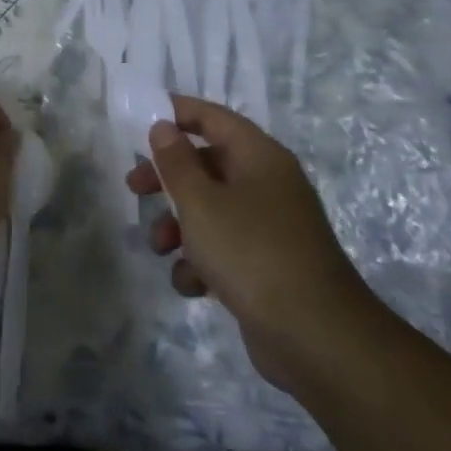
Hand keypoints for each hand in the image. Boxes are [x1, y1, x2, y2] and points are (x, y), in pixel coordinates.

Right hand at [127, 95, 383, 391]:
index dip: (176, 113)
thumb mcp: (201, 202)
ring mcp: (269, 227)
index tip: (139, 121)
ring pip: (210, 210)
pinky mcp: (266, 265)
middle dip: (167, 179)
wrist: (315, 337)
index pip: (213, 117)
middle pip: (207, 164)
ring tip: (160, 248)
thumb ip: (176, 162)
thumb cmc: (251, 252)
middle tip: (135, 189)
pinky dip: (202, 262)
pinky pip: (224, 248)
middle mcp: (267, 184)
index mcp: (259, 157)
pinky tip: (193, 284)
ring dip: (178, 226)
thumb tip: (163, 126)